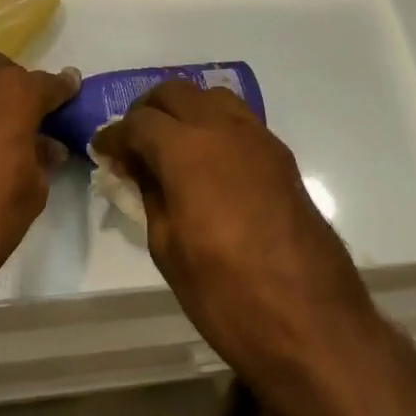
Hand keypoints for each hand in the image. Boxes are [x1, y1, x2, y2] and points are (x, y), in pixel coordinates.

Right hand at [91, 81, 374, 380]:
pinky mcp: (282, 157)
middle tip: (133, 143)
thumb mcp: (168, 247)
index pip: (139, 122)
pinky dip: (214, 125)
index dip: (114, 135)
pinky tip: (207, 160)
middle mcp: (223, 130)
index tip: (103, 151)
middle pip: (176, 93)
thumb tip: (138, 168)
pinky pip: (240, 120)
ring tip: (170, 146)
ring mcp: (259, 139)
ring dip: (185, 110)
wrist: (312, 323)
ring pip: (212, 97)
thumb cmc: (226, 293)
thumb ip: (150, 194)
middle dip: (147, 110)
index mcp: (187, 150)